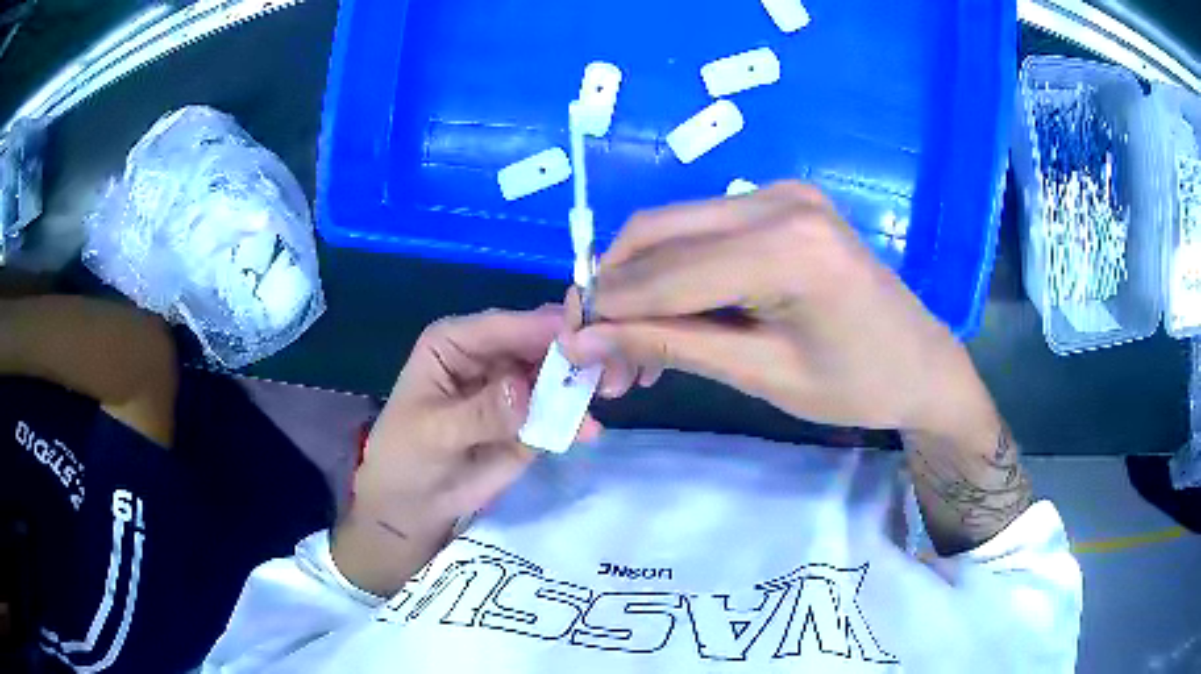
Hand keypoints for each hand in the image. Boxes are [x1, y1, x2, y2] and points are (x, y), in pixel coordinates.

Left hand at [333, 307, 600, 594]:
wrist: (415, 506)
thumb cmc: (407, 457)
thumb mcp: (435, 433)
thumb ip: (480, 412)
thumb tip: (523, 390)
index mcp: (457, 341)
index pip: (503, 325)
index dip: (540, 328)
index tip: (583, 337)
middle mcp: (491, 354)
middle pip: (539, 342)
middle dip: (574, 351)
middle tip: (609, 366)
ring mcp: (515, 386)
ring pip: (558, 373)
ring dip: (583, 382)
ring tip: (610, 393)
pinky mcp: (532, 418)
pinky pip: (561, 411)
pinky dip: (577, 418)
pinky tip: (588, 433)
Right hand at [561, 182, 983, 432]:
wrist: (922, 363)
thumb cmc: (859, 384)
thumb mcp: (762, 375)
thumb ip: (671, 347)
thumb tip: (586, 340)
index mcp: (787, 246)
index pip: (666, 272)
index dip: (609, 310)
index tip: (572, 346)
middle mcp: (777, 200)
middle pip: (659, 232)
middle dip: (617, 291)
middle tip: (598, 349)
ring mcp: (781, 194)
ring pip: (676, 228)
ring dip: (642, 283)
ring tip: (630, 345)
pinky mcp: (782, 203)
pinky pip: (705, 230)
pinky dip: (676, 271)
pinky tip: (671, 316)